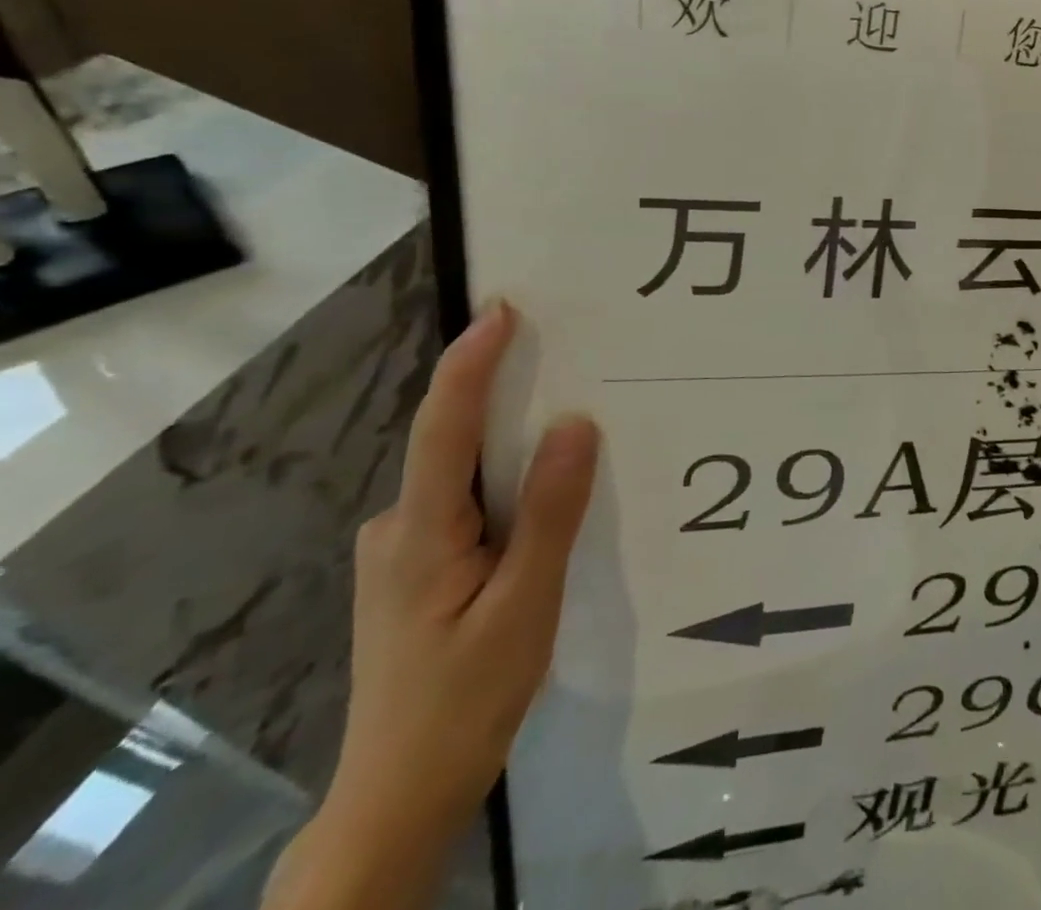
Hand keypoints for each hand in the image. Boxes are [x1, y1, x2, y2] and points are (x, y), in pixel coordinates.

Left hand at [277, 301, 598, 903]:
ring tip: (571, 424)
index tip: (502, 309)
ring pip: (463, 475)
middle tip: (565, 354)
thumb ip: (550, 512)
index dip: (470, 363)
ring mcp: (402, 551)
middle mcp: (399, 528)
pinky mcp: (416, 570)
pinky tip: (543, 496)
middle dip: (503, 391)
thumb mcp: (524, 605)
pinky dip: (504, 482)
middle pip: (453, 443)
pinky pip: (466, 502)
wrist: (398, 797)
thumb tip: (574, 424)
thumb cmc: (465, 699)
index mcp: (420, 533)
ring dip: (510, 442)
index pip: (443, 427)